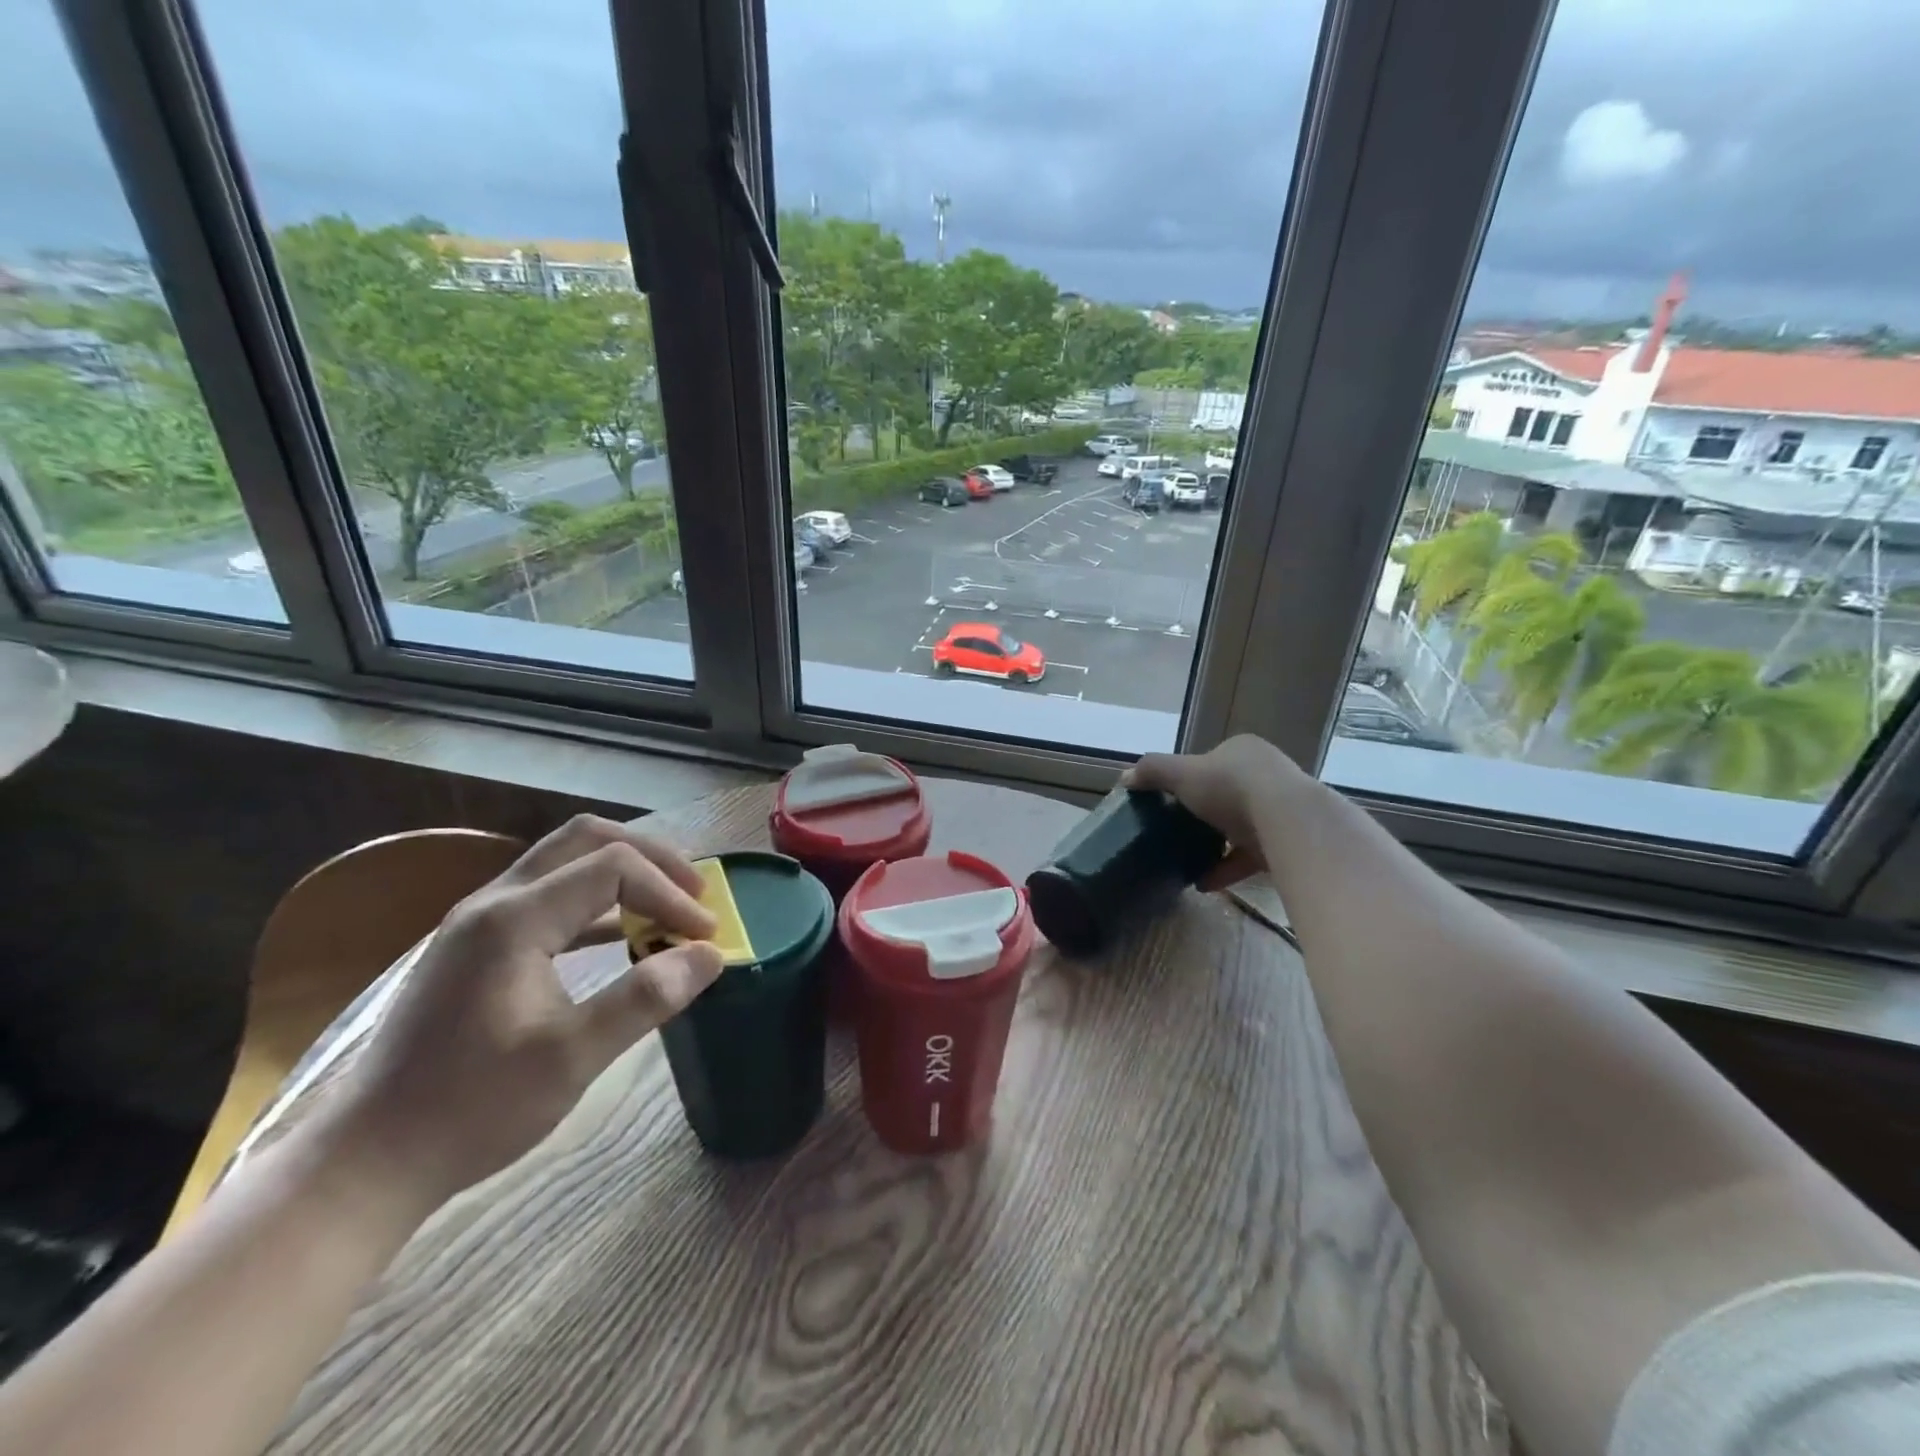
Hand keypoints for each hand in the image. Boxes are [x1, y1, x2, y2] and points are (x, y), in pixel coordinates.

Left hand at [320, 816, 724, 1211]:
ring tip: (669, 905)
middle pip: (585, 839)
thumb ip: (646, 998)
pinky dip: (597, 903)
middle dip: (651, 857)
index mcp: (513, 919)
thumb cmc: (472, 1109)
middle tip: (695, 892)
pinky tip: (623, 936)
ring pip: (565, 862)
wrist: (367, 1162)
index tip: (705, 936)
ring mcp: (479, 923)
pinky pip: (550, 897)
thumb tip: (711, 956)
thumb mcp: (572, 1058)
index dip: (669, 893)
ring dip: (624, 874)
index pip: (613, 868)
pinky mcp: (477, 947)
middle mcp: (493, 903)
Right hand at [1122, 734, 1303, 888]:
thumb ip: (1152, 771)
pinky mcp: (1288, 842)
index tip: (1172, 798)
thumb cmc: (1231, 787)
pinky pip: (1251, 856)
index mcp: (1243, 751)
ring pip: (1242, 826)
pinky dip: (1227, 869)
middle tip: (1179, 829)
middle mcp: (1267, 774)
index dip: (1191, 777)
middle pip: (1229, 793)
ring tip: (1188, 860)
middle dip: (1206, 813)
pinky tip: (1204, 882)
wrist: (1287, 821)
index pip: (1212, 761)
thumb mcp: (1181, 774)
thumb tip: (1124, 778)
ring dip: (1217, 844)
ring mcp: (1281, 809)